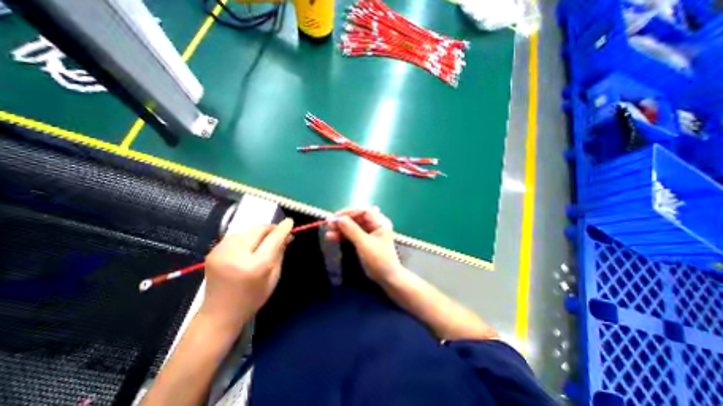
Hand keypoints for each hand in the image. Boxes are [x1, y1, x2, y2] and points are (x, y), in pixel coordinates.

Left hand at [200, 219, 292, 329]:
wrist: (219, 314)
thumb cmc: (252, 298)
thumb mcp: (274, 277)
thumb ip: (280, 253)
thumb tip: (287, 236)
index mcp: (255, 266)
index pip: (272, 239)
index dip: (283, 229)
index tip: (290, 221)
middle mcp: (236, 255)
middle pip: (258, 229)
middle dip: (270, 228)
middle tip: (278, 232)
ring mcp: (221, 252)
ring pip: (247, 229)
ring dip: (259, 231)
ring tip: (265, 239)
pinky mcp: (213, 251)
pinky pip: (236, 235)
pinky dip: (247, 236)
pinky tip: (250, 244)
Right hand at [325, 207, 403, 281]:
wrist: (387, 278)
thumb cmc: (379, 260)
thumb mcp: (364, 244)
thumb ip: (352, 230)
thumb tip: (338, 219)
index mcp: (380, 222)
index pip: (362, 211)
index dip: (348, 212)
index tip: (335, 217)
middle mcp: (375, 224)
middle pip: (357, 218)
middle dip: (343, 221)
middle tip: (329, 225)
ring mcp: (370, 232)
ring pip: (353, 226)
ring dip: (341, 229)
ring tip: (328, 234)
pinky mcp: (365, 239)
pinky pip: (353, 234)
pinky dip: (343, 235)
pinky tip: (333, 238)